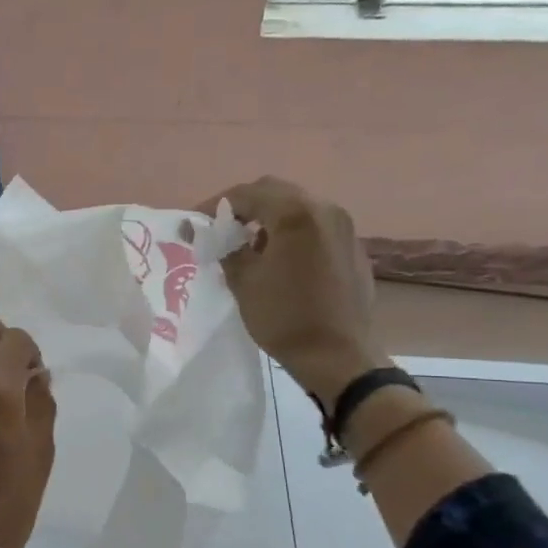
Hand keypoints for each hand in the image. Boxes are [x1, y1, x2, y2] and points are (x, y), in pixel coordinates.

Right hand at [201, 178, 389, 408]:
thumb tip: (214, 234)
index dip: (216, 205)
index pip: (247, 193)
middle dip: (245, 206)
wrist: (338, 355)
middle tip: (221, 230)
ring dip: (270, 217)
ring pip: (298, 207)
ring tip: (248, 245)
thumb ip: (226, 248)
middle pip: (276, 192)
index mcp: (295, 213)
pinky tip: (278, 258)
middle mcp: (324, 209)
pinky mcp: (352, 246)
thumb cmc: (284, 317)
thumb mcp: (243, 281)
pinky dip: (291, 231)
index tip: (196, 223)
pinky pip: (315, 226)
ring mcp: (344, 227)